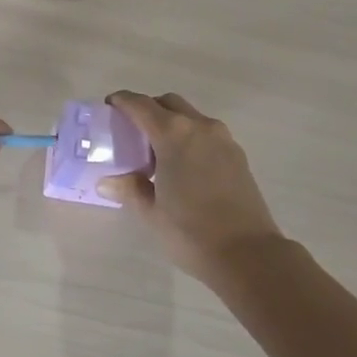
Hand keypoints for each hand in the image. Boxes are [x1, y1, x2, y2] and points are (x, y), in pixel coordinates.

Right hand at [97, 92, 282, 279]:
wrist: (249, 255)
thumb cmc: (191, 232)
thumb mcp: (151, 213)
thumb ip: (129, 189)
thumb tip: (107, 181)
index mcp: (173, 134)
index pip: (141, 104)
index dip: (122, 101)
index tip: (110, 106)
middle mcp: (199, 126)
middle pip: (168, 103)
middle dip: (148, 108)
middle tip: (133, 131)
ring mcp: (223, 139)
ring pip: (190, 116)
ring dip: (172, 122)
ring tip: (159, 153)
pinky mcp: (238, 155)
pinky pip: (207, 133)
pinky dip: (190, 137)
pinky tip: (184, 166)